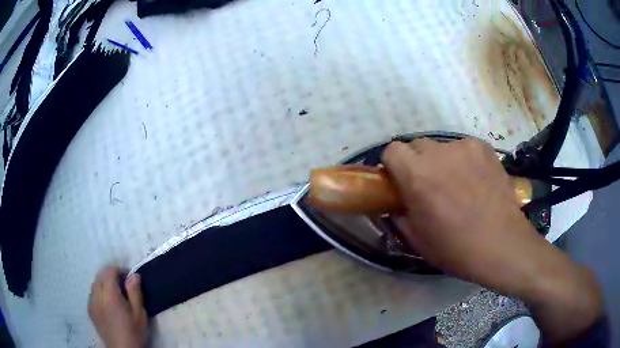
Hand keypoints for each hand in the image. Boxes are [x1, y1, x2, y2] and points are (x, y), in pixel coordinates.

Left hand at [88, 266, 147, 347]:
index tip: (128, 277)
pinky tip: (107, 304)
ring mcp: (91, 303)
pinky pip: (92, 294)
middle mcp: (97, 296)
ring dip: (103, 283)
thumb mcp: (139, 314)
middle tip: (122, 284)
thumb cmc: (134, 332)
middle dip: (110, 275)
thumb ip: (135, 293)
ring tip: (114, 294)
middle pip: (100, 276)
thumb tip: (134, 275)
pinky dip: (99, 293)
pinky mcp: (90, 310)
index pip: (109, 272)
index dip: (118, 270)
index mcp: (110, 295)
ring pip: (95, 284)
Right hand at [382, 138, 601, 343]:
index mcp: (418, 175)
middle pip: (416, 145)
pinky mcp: (485, 147)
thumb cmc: (457, 249)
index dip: (393, 166)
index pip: (392, 150)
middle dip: (417, 163)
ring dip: (441, 162)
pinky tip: (475, 182)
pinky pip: (464, 148)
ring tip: (457, 185)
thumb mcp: (418, 240)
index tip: (400, 183)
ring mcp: (465, 147)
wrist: (503, 245)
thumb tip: (395, 204)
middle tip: (429, 186)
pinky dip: (463, 161)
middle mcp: (439, 153)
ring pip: (441, 147)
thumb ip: (399, 215)